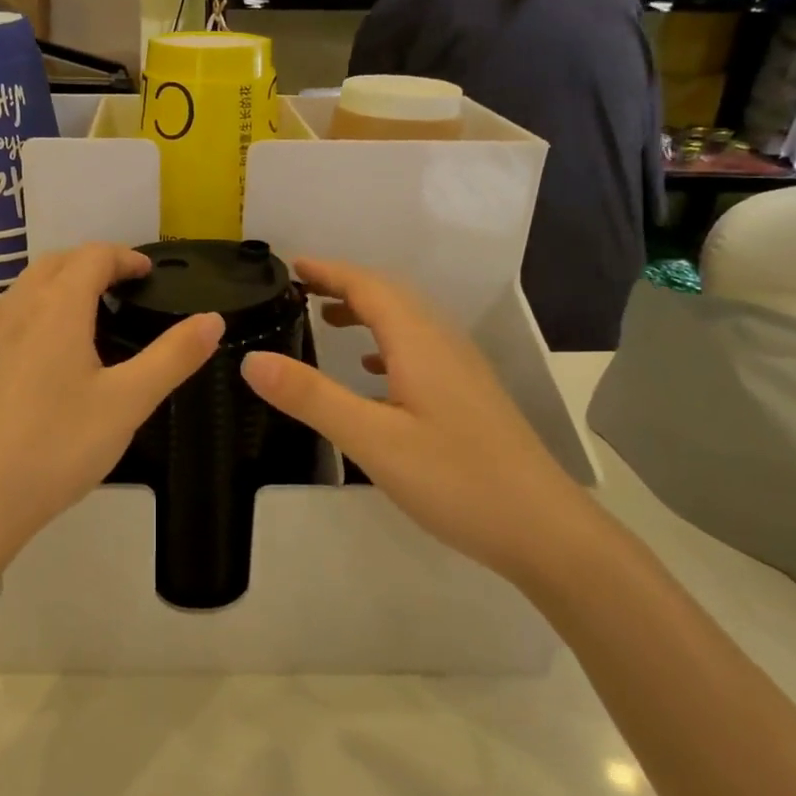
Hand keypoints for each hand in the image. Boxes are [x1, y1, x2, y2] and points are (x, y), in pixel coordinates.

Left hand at [0, 244, 222, 572]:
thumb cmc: (55, 446)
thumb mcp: (127, 403)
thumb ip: (173, 357)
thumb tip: (213, 319)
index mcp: (55, 306)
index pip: (92, 256)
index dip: (125, 257)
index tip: (149, 274)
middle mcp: (15, 307)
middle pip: (56, 263)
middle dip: (93, 265)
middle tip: (125, 290)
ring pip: (28, 289)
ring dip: (62, 286)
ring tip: (93, 319)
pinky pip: (10, 317)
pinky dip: (39, 312)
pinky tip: (51, 358)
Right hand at [240, 258, 594, 582]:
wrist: (543, 529)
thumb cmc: (456, 480)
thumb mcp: (373, 440)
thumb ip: (312, 397)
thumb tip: (252, 359)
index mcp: (419, 342)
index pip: (368, 286)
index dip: (328, 271)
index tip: (290, 265)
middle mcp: (443, 344)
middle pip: (391, 296)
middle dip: (345, 285)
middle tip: (300, 289)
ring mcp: (462, 370)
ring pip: (408, 322)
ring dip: (366, 311)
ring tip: (326, 321)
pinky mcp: (468, 396)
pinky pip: (420, 350)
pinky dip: (386, 343)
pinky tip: (373, 370)